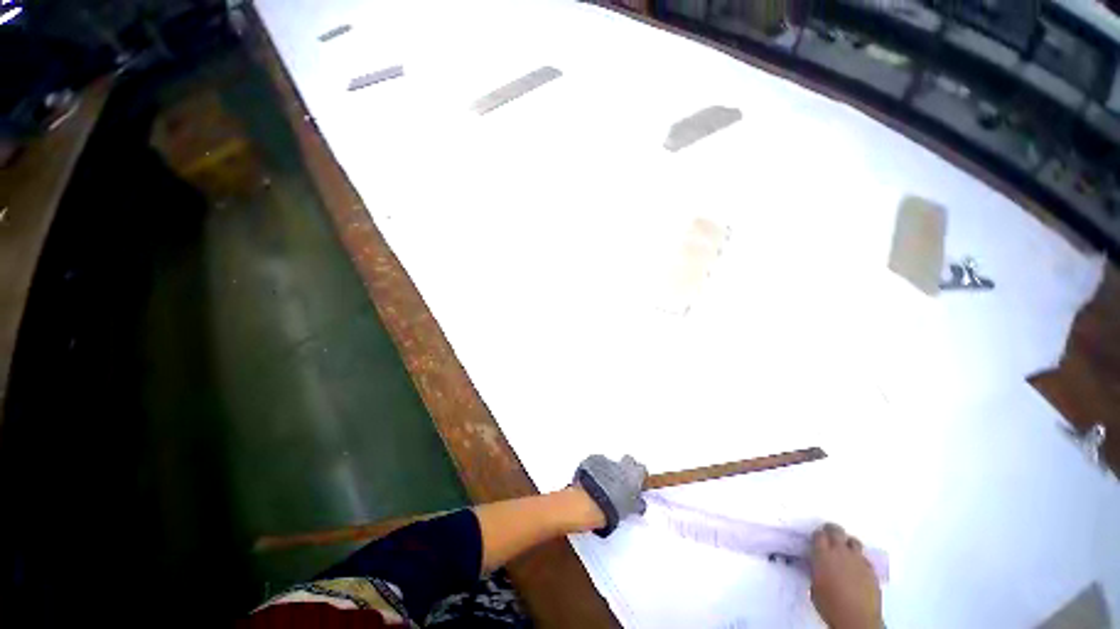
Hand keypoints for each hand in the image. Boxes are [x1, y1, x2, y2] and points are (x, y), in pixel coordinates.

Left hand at [574, 454, 647, 536]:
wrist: (591, 501)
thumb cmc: (614, 507)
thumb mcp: (630, 509)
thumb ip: (638, 503)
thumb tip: (639, 503)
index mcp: (634, 474)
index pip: (642, 469)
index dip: (640, 477)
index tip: (637, 484)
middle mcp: (622, 463)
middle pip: (628, 460)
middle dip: (626, 469)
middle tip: (622, 482)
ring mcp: (606, 460)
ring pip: (611, 463)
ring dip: (610, 471)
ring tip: (605, 485)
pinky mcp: (591, 460)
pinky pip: (597, 463)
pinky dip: (596, 470)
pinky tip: (593, 481)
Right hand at [810, 523, 882, 628]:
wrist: (857, 619)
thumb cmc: (830, 604)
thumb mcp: (814, 586)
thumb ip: (816, 570)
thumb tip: (818, 565)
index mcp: (823, 554)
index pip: (819, 534)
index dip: (817, 536)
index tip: (816, 541)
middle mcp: (840, 552)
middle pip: (836, 530)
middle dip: (831, 531)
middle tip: (829, 536)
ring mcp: (858, 560)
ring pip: (853, 541)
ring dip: (847, 543)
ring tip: (845, 551)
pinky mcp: (871, 570)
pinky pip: (864, 557)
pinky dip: (859, 559)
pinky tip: (856, 568)